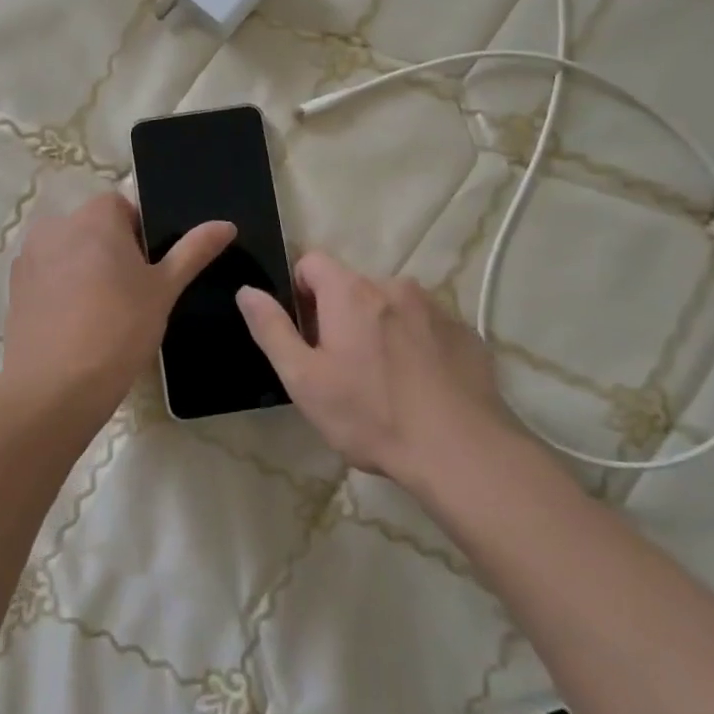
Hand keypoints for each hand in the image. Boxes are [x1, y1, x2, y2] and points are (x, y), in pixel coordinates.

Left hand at [0, 193, 233, 431]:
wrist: (55, 387)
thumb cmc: (119, 329)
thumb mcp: (165, 289)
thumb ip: (193, 251)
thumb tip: (226, 224)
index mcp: (95, 216)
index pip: (123, 207)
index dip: (140, 236)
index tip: (149, 272)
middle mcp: (56, 225)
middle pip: (94, 228)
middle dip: (112, 252)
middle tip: (132, 295)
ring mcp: (29, 256)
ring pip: (69, 253)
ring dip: (85, 270)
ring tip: (103, 314)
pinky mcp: (14, 288)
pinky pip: (48, 277)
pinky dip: (62, 290)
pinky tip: (76, 325)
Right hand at [236, 252, 513, 486]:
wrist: (462, 452)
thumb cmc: (371, 415)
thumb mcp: (304, 380)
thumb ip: (272, 329)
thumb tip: (247, 290)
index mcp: (351, 292)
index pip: (312, 261)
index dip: (300, 292)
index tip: (307, 334)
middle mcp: (394, 285)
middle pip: (353, 287)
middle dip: (341, 317)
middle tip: (343, 369)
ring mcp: (435, 307)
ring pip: (391, 307)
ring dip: (380, 330)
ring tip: (386, 383)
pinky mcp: (466, 332)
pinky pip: (427, 327)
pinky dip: (416, 345)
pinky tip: (420, 387)